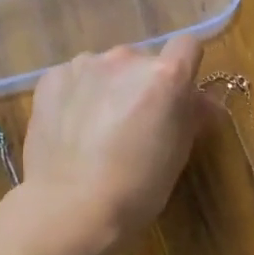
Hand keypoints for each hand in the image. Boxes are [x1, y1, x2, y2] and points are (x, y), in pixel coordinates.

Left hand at [20, 35, 209, 250]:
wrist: (71, 208)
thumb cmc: (138, 188)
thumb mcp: (178, 153)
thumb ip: (191, 115)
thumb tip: (202, 102)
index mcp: (165, 76)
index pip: (188, 46)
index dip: (186, 68)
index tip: (179, 96)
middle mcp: (126, 59)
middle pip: (144, 61)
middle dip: (144, 84)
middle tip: (136, 122)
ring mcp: (84, 65)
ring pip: (106, 68)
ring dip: (109, 87)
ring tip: (97, 128)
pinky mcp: (51, 79)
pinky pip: (74, 78)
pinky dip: (78, 96)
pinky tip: (72, 128)